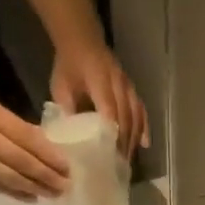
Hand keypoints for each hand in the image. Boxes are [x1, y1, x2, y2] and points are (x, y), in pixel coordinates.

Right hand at [0, 91, 68, 199]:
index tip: (67, 166)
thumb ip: (17, 126)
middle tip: (66, 186)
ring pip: (10, 179)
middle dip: (47, 176)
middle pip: (21, 163)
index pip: (27, 140)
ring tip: (53, 194)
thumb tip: (46, 144)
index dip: (49, 155)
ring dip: (34, 188)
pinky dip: (15, 193)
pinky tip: (31, 197)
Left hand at [51, 39, 148, 157]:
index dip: (112, 131)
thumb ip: (67, 108)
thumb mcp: (60, 86)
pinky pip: (141, 110)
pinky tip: (144, 143)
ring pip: (136, 115)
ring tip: (130, 158)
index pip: (109, 109)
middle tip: (120, 164)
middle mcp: (118, 84)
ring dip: (134, 138)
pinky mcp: (131, 89)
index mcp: (100, 81)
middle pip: (126, 116)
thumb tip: (72, 135)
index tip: (110, 153)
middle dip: (125, 141)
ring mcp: (127, 86)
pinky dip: (144, 127)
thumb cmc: (69, 65)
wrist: (82, 40)